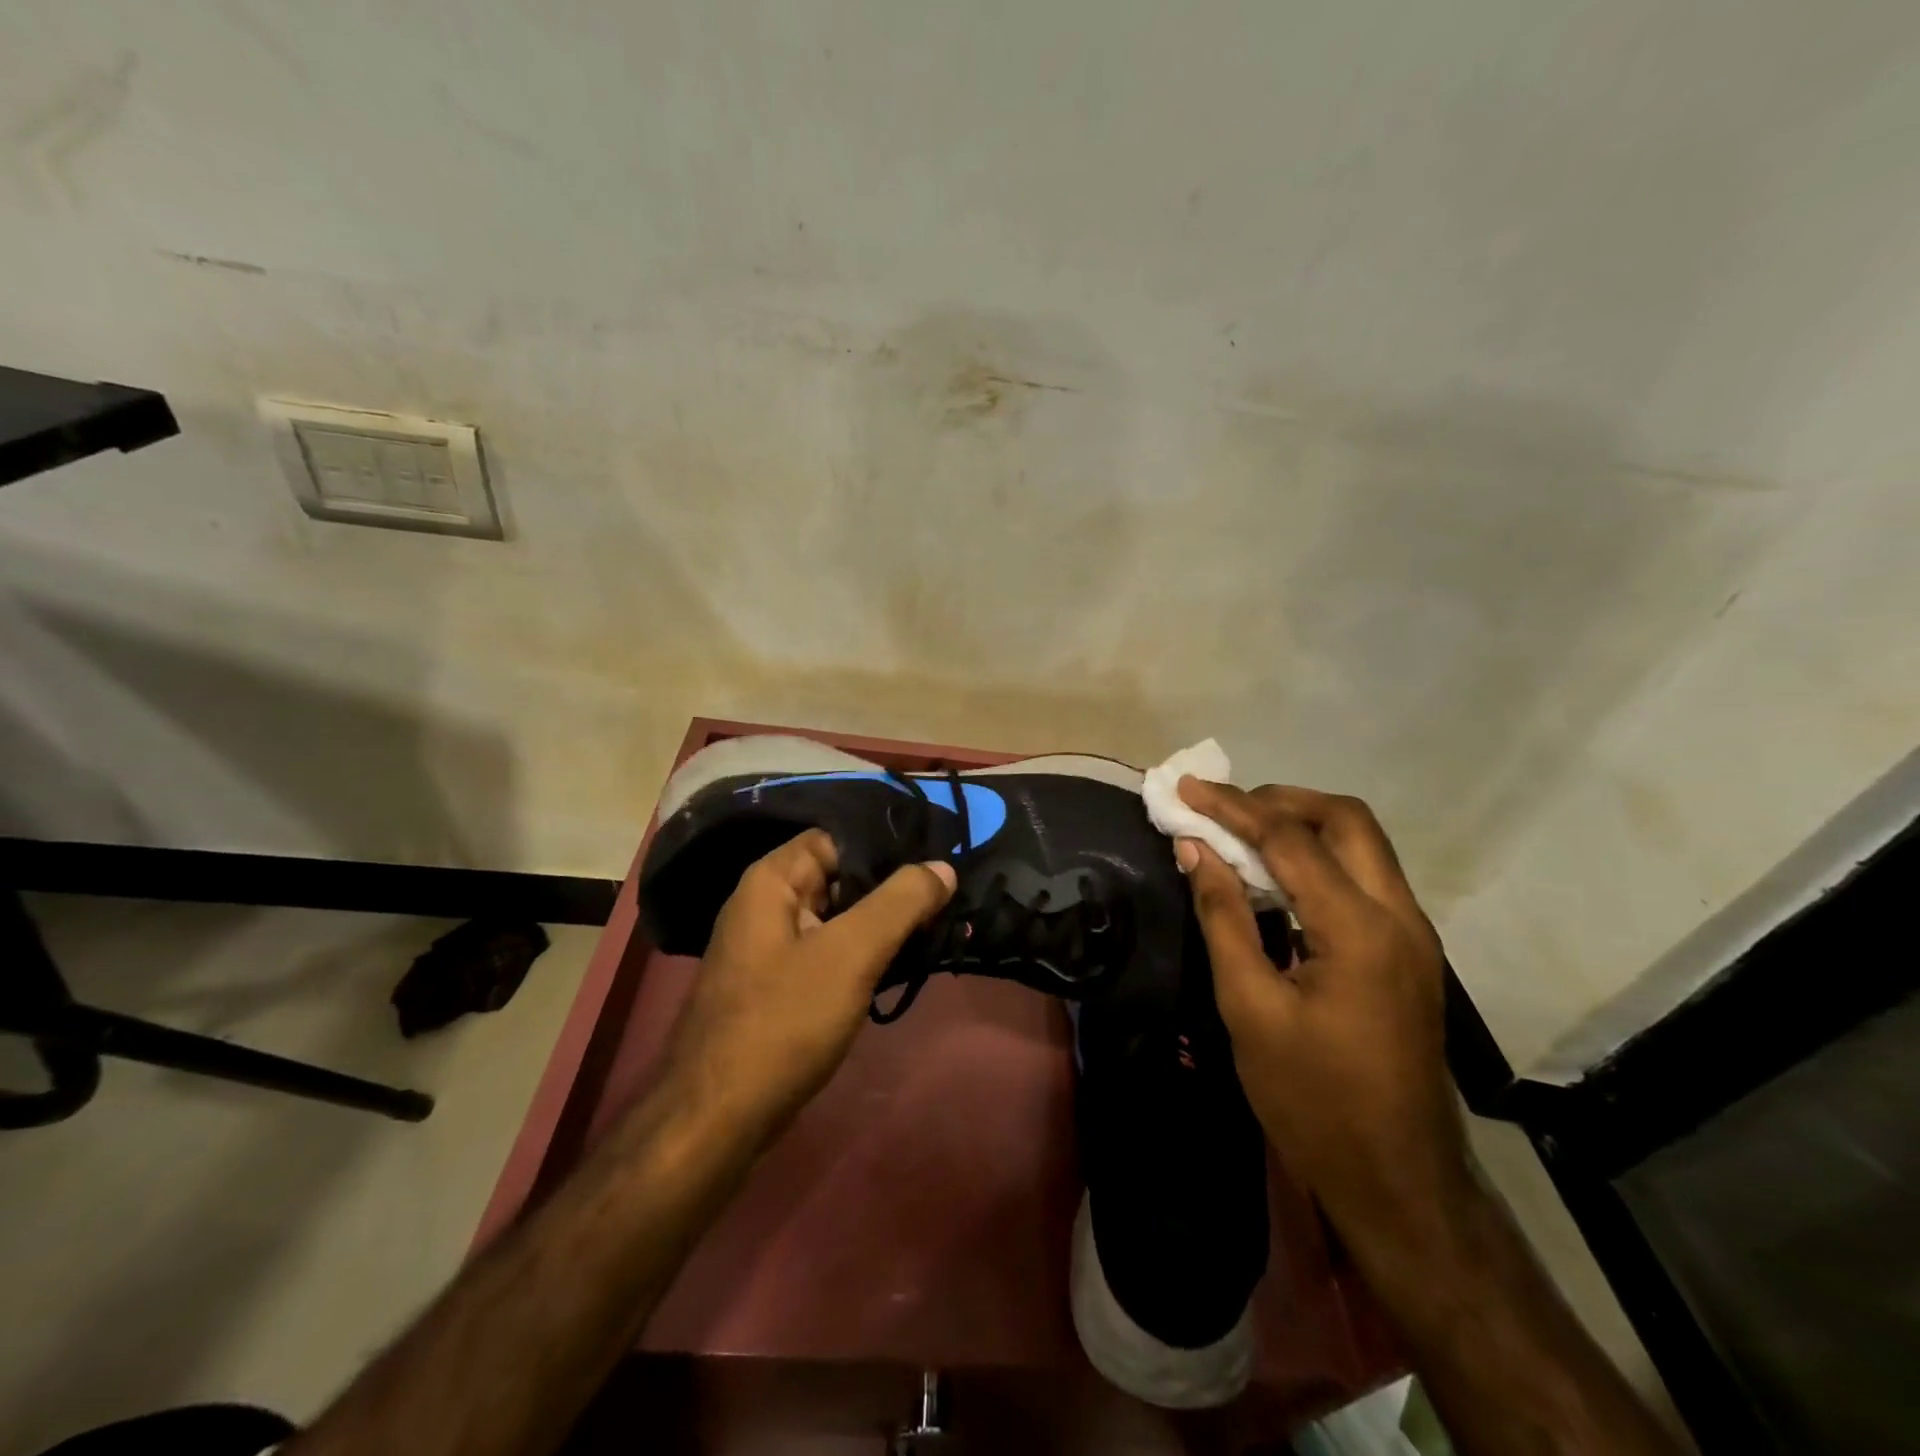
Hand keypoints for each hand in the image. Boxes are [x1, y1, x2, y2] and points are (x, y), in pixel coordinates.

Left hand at [658, 830, 956, 1140]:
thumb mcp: (851, 953)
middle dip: (891, 887)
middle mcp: (767, 904)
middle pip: (840, 877)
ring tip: (938, 925)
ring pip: (839, 918)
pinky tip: (901, 964)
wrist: (718, 1119)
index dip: (886, 846)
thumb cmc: (783, 1021)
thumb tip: (942, 867)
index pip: (838, 838)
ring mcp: (771, 948)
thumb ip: (900, 902)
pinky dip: (864, 954)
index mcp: (772, 880)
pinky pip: (829, 952)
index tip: (935, 859)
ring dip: (882, 923)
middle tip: (947, 896)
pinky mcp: (779, 986)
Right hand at [1175, 780, 1471, 1265]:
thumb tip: (1196, 850)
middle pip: (1347, 820)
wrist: (1397, 1180)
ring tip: (1241, 832)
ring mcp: (1413, 934)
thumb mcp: (1250, 1007)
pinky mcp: (1409, 953)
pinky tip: (1276, 879)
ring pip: (1362, 845)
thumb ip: (1223, 917)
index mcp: (1360, 930)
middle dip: (1281, 800)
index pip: (1291, 839)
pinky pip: (1364, 878)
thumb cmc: (1312, 1100)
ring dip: (1302, 825)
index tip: (1185, 789)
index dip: (1232, 807)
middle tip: (1223, 807)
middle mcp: (1400, 917)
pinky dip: (1318, 859)